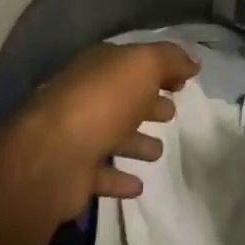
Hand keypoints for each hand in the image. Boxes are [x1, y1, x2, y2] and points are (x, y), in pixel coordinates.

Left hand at [0, 42, 198, 244]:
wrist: (52, 156)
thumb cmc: (102, 102)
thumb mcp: (142, 65)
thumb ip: (169, 59)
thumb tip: (192, 61)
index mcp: (98, 67)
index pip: (131, 62)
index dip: (158, 68)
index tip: (184, 82)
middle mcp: (84, 98)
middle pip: (121, 98)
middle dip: (146, 103)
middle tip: (171, 113)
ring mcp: (76, 137)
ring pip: (112, 136)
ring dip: (135, 142)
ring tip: (158, 151)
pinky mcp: (74, 174)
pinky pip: (102, 174)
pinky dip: (119, 179)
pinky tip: (138, 185)